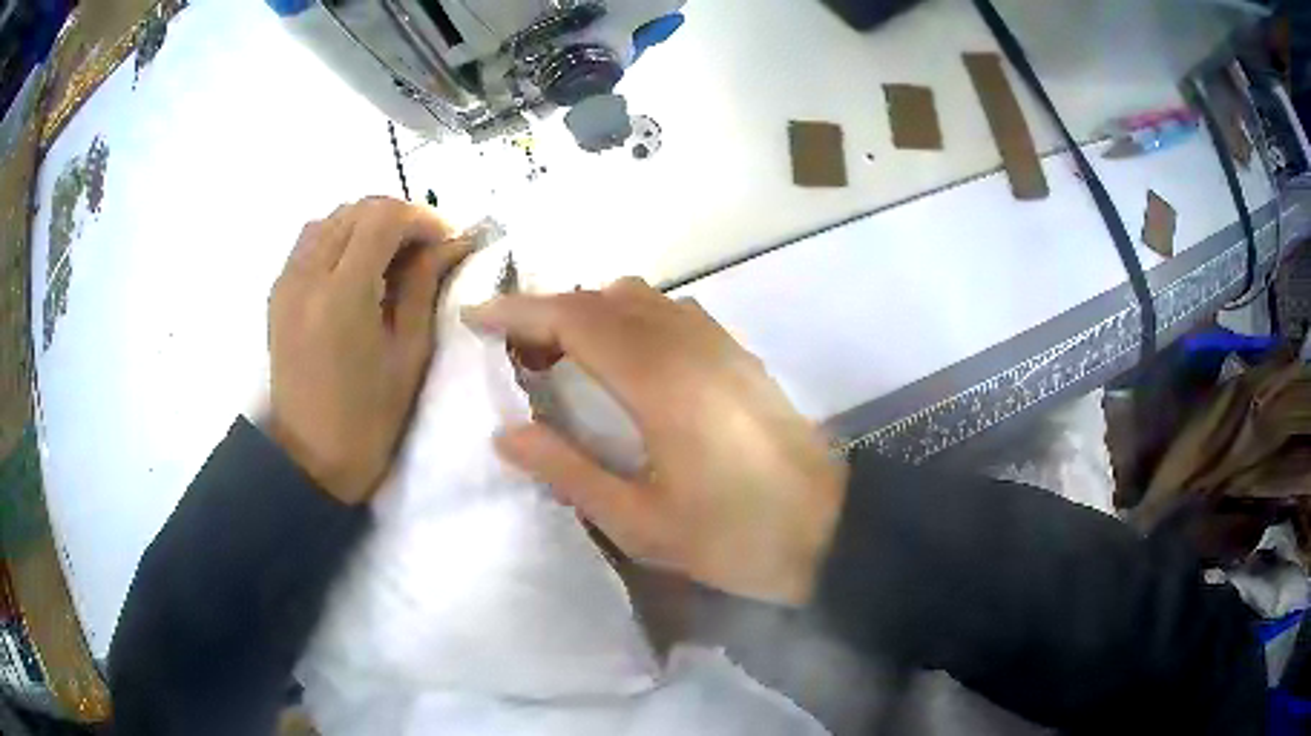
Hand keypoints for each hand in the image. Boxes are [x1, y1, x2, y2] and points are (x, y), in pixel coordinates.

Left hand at [268, 198, 471, 504]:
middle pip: (356, 210)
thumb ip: (425, 288)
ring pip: (332, 218)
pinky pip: (311, 240)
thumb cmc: (368, 420)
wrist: (308, 459)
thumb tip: (452, 244)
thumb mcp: (409, 355)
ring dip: (367, 224)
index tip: (446, 240)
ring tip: (392, 255)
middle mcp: (307, 275)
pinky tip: (357, 267)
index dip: (422, 218)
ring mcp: (287, 281)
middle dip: (398, 217)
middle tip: (425, 248)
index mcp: (342, 295)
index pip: (383, 218)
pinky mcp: (278, 292)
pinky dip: (340, 237)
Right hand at [464, 278, 847, 605]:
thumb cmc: (736, 536)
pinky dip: (628, 319)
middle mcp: (688, 343)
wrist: (831, 529)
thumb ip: (568, 472)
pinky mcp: (737, 355)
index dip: (517, 312)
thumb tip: (507, 434)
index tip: (475, 318)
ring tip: (559, 359)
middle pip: (601, 298)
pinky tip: (620, 363)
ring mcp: (719, 343)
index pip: (572, 318)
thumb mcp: (641, 523)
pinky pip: (669, 312)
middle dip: (546, 313)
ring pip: (638, 298)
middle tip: (512, 353)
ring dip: (589, 313)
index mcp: (658, 380)